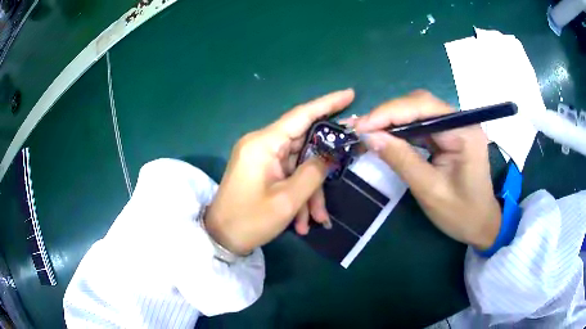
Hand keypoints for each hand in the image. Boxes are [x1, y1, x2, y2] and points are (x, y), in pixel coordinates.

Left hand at [204, 89, 354, 254]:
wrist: (221, 238)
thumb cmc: (250, 221)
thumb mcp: (287, 200)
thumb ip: (314, 172)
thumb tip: (330, 155)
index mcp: (263, 143)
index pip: (301, 115)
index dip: (327, 104)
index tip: (350, 95)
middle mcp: (261, 144)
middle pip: (303, 144)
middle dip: (323, 167)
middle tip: (347, 166)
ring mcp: (261, 158)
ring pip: (298, 165)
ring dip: (310, 192)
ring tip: (317, 219)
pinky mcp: (261, 170)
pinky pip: (288, 176)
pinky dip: (298, 195)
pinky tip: (302, 222)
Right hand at [352, 90, 500, 249]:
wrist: (481, 225)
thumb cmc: (461, 213)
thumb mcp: (429, 190)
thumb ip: (401, 160)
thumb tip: (369, 137)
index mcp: (464, 131)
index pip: (423, 107)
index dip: (388, 113)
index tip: (360, 126)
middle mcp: (461, 121)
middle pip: (420, 104)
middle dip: (389, 114)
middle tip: (362, 129)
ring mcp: (456, 127)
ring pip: (418, 111)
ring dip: (393, 120)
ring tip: (369, 132)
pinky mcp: (450, 135)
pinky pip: (422, 124)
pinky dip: (402, 129)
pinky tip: (388, 137)